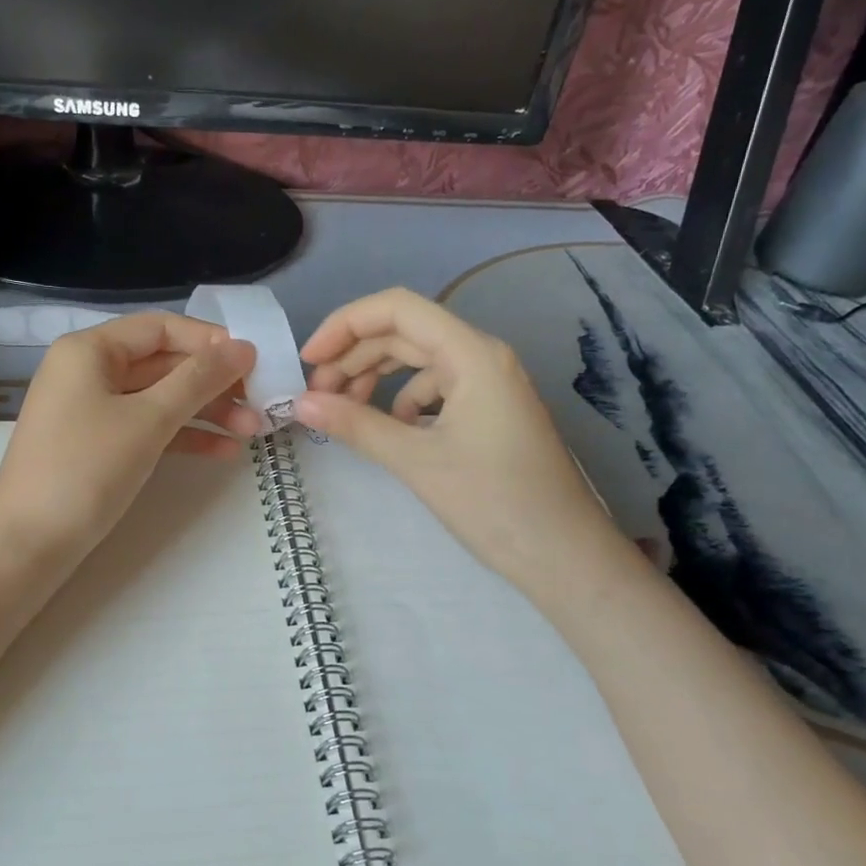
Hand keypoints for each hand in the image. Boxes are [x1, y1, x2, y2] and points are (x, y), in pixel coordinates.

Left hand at [0, 312, 263, 561]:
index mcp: (90, 350)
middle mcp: (88, 371)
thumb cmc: (86, 470)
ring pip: (159, 399)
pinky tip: (223, 452)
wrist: (28, 545)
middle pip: (162, 363)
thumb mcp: (149, 420)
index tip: (254, 362)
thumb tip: (244, 347)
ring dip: (205, 412)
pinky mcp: (97, 445)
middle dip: (213, 383)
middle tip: (260, 403)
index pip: (161, 328)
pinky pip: (147, 428)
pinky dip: (182, 436)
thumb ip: (199, 380)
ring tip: (252, 431)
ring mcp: (91, 410)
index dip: (209, 341)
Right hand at [294, 289, 619, 584]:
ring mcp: (488, 384)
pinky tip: (389, 430)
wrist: (563, 556)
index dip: (345, 325)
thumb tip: (301, 404)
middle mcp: (482, 356)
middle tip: (317, 396)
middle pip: (404, 333)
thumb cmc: (494, 503)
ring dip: (374, 378)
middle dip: (354, 357)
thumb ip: (356, 425)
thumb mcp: (416, 461)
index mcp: (471, 354)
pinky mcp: (489, 410)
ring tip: (343, 410)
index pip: (397, 309)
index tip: (308, 361)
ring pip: (417, 361)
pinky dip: (401, 401)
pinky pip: (435, 388)